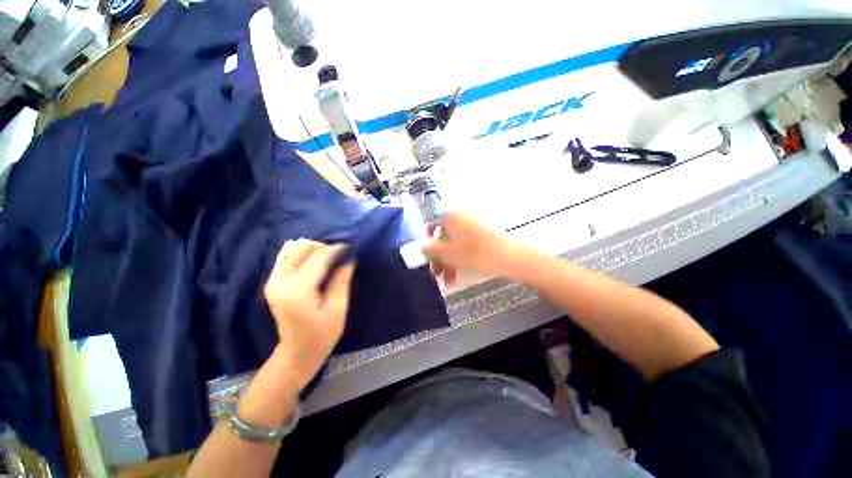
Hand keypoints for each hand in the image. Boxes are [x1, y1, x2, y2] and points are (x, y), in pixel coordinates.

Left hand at [263, 239, 354, 390]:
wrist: (297, 352)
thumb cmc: (322, 334)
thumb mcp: (338, 308)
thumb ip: (342, 280)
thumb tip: (349, 259)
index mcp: (298, 291)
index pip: (318, 258)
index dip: (336, 249)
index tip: (350, 248)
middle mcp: (280, 282)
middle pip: (302, 247)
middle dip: (323, 247)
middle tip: (339, 257)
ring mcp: (273, 281)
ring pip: (291, 248)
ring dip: (311, 249)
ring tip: (326, 259)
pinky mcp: (272, 282)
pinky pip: (285, 256)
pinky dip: (301, 254)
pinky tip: (313, 263)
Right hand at [423, 212, 536, 284]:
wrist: (509, 256)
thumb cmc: (474, 253)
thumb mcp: (447, 253)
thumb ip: (430, 249)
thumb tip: (420, 246)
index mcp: (450, 216)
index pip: (431, 224)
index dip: (426, 241)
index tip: (426, 256)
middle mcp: (460, 216)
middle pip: (444, 236)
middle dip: (439, 257)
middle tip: (437, 275)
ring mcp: (473, 224)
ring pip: (455, 242)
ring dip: (449, 261)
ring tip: (448, 280)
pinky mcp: (482, 233)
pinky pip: (466, 243)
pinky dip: (460, 256)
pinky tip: (459, 273)